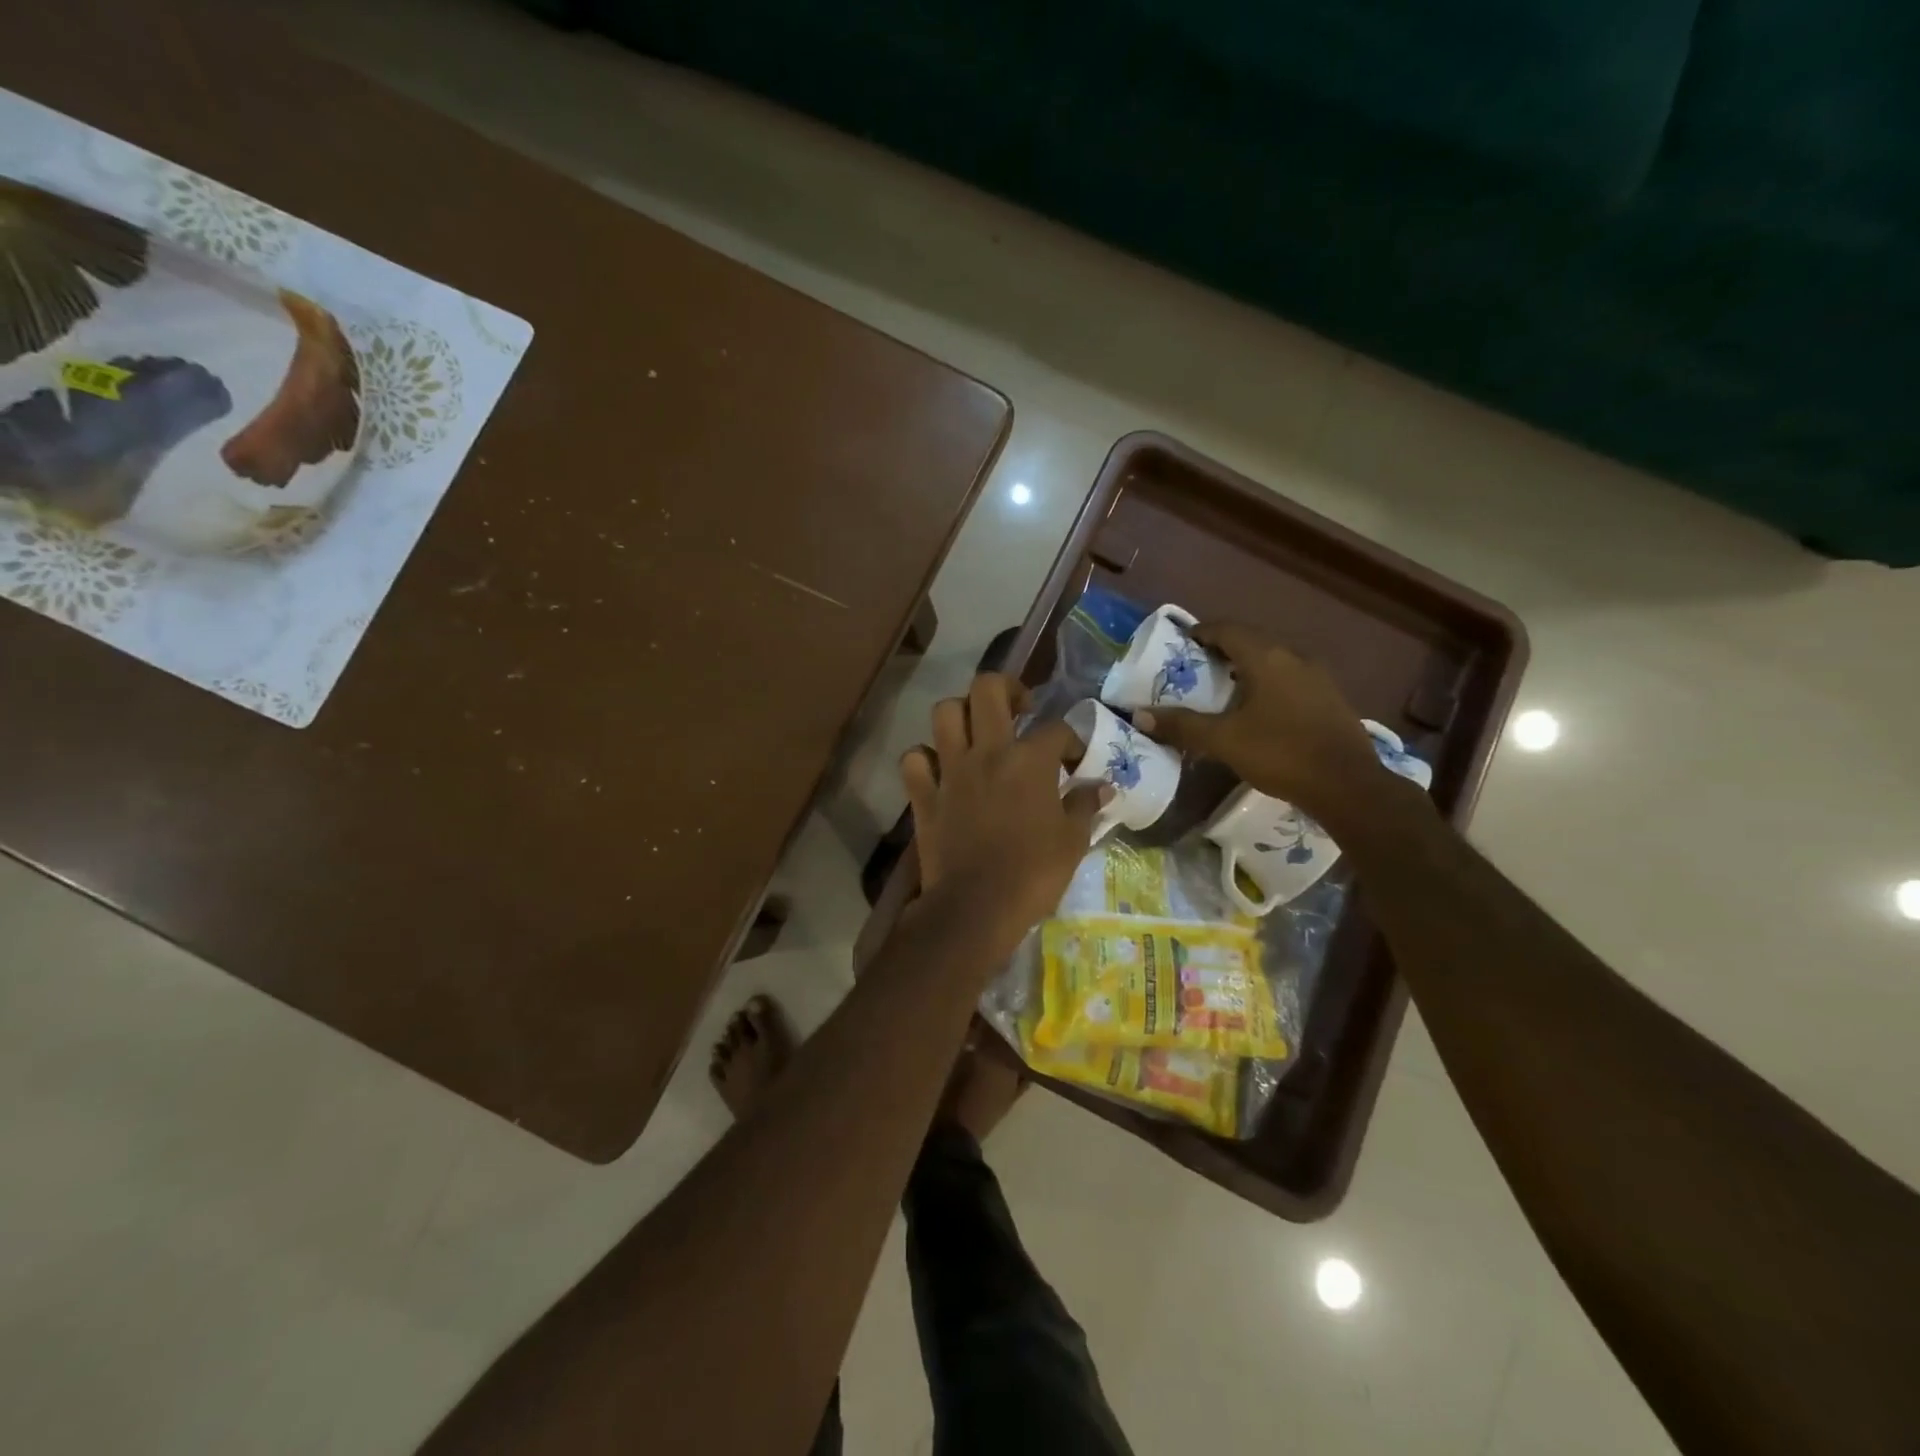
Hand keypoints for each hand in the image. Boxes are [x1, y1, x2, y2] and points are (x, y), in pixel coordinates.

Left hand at [901, 674, 1107, 950]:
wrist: (977, 907)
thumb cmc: (1033, 873)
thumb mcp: (1073, 842)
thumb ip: (1086, 807)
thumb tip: (1102, 787)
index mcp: (1029, 760)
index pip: (1056, 729)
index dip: (1070, 740)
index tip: (1073, 761)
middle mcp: (988, 753)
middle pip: (988, 689)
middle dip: (1006, 688)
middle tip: (1018, 709)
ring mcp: (951, 771)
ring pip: (944, 712)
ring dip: (961, 713)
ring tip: (977, 731)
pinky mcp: (924, 795)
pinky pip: (914, 760)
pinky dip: (924, 759)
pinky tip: (940, 769)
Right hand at [1134, 622, 1390, 830]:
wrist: (1348, 786)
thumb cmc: (1281, 753)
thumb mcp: (1224, 741)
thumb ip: (1182, 726)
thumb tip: (1140, 715)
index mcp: (1267, 658)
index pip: (1228, 629)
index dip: (1202, 632)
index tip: (1181, 643)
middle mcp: (1294, 657)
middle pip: (1252, 641)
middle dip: (1222, 650)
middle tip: (1197, 667)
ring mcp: (1317, 677)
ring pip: (1274, 660)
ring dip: (1247, 667)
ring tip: (1223, 689)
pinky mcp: (1330, 698)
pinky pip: (1290, 679)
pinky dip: (1268, 683)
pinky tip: (1259, 709)